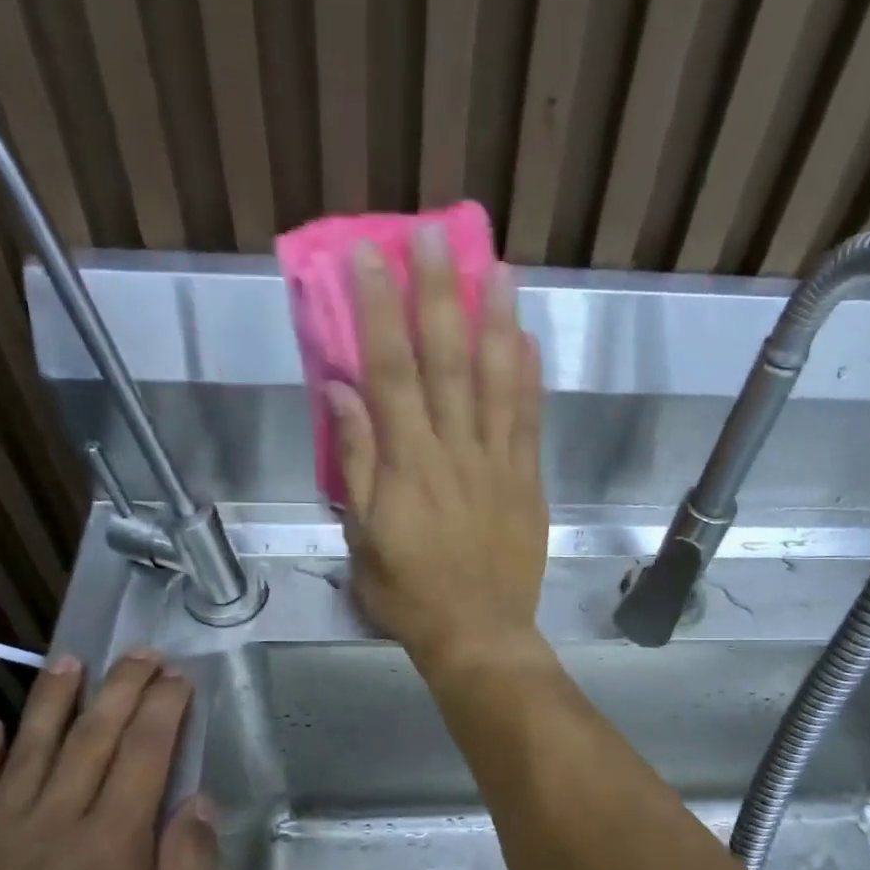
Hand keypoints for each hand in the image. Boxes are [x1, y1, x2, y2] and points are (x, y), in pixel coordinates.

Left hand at [0, 653, 217, 869]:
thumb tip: (200, 804)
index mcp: (112, 845)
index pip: (145, 754)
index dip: (164, 709)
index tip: (178, 676)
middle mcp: (54, 823)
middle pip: (93, 737)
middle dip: (121, 688)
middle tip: (139, 653)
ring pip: (29, 749)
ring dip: (52, 701)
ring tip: (69, 662)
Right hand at [328, 229, 548, 677]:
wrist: (478, 634)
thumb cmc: (409, 593)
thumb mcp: (362, 538)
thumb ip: (355, 463)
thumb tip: (340, 392)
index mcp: (408, 464)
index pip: (390, 371)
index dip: (379, 310)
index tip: (370, 256)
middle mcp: (455, 450)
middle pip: (447, 360)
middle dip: (439, 293)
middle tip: (435, 235)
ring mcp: (499, 462)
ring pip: (498, 380)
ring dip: (497, 320)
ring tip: (499, 268)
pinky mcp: (528, 481)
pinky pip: (529, 421)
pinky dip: (529, 377)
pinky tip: (528, 339)